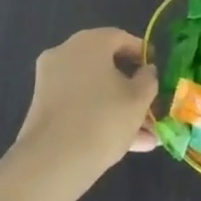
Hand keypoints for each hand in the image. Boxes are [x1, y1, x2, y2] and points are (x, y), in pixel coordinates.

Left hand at [14, 28, 158, 179]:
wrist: (52, 163)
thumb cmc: (104, 119)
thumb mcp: (139, 99)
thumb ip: (149, 79)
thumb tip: (146, 71)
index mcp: (90, 42)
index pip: (121, 38)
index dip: (143, 54)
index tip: (157, 72)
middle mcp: (66, 54)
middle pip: (107, 67)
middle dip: (132, 90)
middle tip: (152, 107)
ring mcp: (50, 81)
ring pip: (94, 91)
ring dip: (120, 109)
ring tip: (146, 137)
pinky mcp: (43, 109)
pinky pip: (79, 106)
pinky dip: (99, 118)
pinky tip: (126, 145)